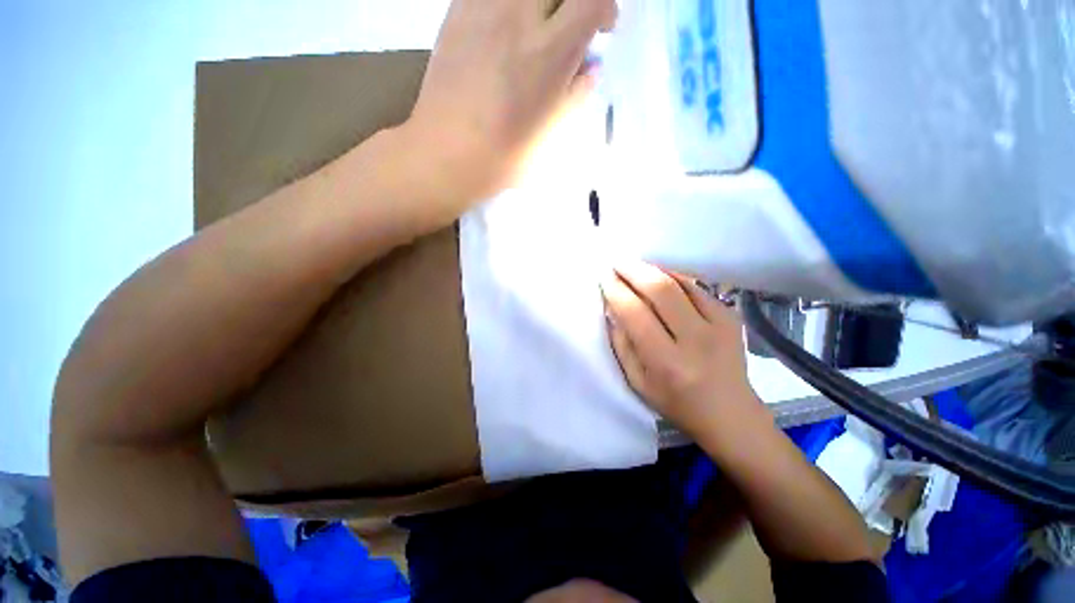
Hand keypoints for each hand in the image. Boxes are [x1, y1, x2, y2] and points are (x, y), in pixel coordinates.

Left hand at [407, 0, 616, 201]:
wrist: (445, 155)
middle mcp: (519, 17)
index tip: (601, 30)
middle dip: (572, 1)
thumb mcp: (550, 136)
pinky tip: (506, 25)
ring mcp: (483, 8)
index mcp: (549, 54)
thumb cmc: (503, 157)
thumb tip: (590, 69)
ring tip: (537, 26)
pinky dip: (509, 5)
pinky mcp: (457, 10)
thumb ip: (575, 95)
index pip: (592, 0)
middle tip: (569, 23)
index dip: (605, 8)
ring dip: (540, 3)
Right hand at [601, 262, 761, 437]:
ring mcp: (719, 325)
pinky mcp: (732, 316)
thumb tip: (612, 308)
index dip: (616, 291)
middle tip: (617, 262)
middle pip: (660, 290)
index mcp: (667, 362)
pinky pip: (697, 287)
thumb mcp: (637, 381)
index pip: (635, 314)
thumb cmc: (675, 402)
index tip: (604, 277)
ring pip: (680, 282)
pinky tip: (659, 276)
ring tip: (634, 266)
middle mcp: (695, 339)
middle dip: (633, 270)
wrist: (730, 413)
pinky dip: (674, 277)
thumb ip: (621, 343)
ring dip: (653, 269)